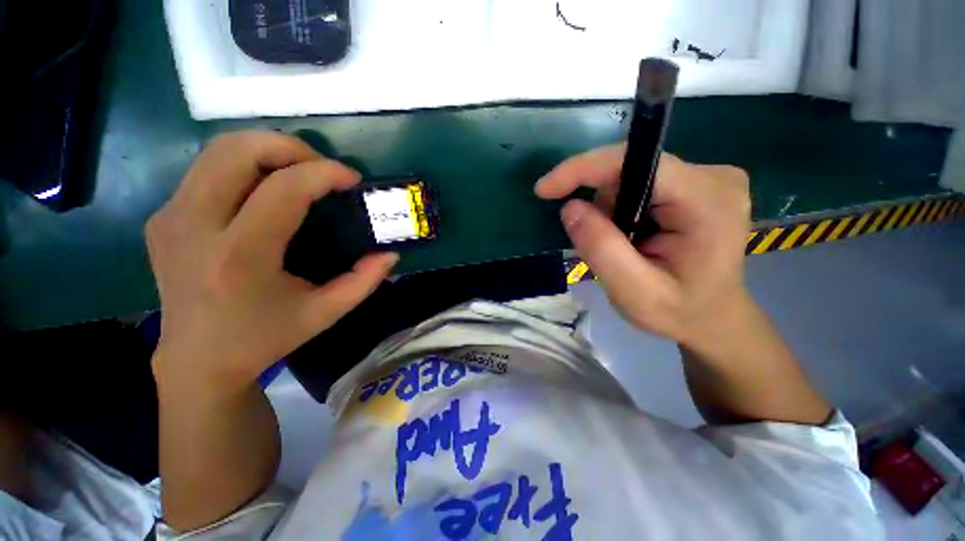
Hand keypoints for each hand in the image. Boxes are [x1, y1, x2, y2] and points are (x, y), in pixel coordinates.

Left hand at [146, 131, 396, 389]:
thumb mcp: (325, 313)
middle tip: (321, 168)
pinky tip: (267, 192)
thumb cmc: (265, 338)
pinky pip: (207, 170)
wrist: (196, 359)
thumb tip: (390, 254)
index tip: (351, 178)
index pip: (283, 189)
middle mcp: (194, 228)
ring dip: (267, 150)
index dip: (324, 172)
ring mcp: (171, 218)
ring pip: (217, 150)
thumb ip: (364, 281)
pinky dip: (246, 167)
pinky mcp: (163, 217)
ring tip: (299, 173)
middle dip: (289, 146)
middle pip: (237, 150)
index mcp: (240, 257)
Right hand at [536, 144, 751, 351]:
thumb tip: (570, 207)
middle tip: (600, 244)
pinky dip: (620, 209)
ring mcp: (707, 177)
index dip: (583, 169)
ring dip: (610, 211)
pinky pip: (639, 183)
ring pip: (631, 177)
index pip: (636, 162)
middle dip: (601, 205)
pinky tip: (630, 237)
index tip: (544, 189)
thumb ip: (601, 249)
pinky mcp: (696, 183)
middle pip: (630, 170)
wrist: (713, 318)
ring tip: (621, 247)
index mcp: (707, 202)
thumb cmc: (679, 312)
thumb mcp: (634, 293)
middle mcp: (713, 177)